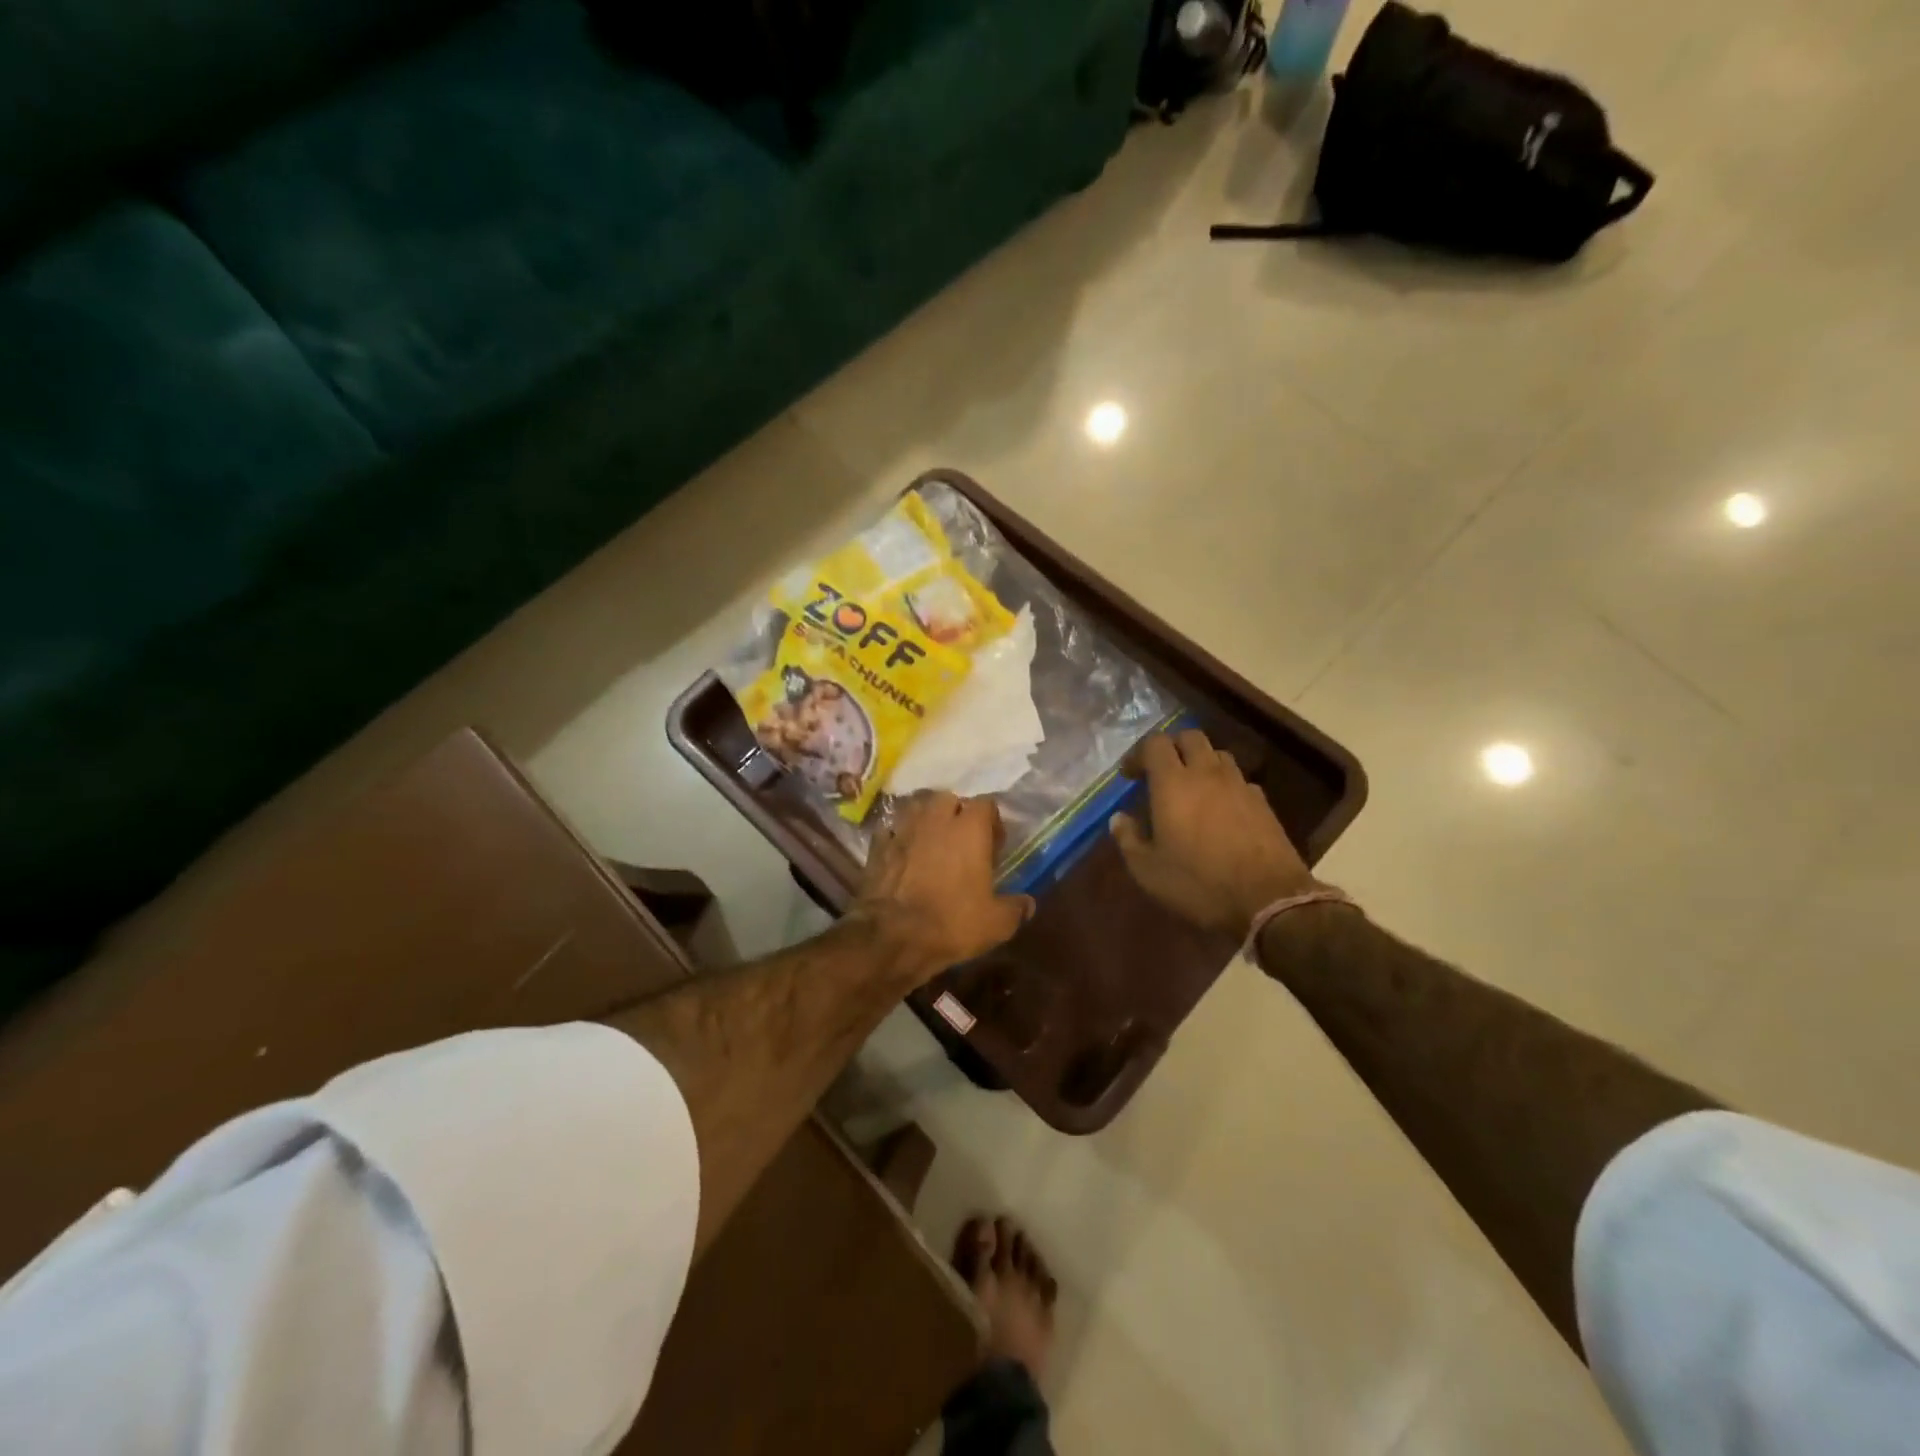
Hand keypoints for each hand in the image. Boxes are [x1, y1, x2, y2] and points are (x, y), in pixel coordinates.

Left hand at [855, 792, 1034, 982]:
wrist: (892, 936)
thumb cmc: (951, 922)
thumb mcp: (996, 923)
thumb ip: (1015, 908)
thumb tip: (1027, 904)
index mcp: (969, 829)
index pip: (986, 804)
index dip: (992, 821)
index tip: (995, 845)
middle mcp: (936, 820)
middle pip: (948, 799)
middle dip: (957, 814)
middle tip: (963, 841)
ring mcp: (903, 831)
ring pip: (917, 810)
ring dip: (927, 821)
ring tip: (933, 844)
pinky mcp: (878, 847)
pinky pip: (891, 832)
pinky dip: (899, 839)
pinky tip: (903, 856)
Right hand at [1110, 729, 1319, 937]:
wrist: (1268, 900)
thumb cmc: (1198, 883)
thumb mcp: (1148, 870)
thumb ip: (1128, 839)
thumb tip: (1119, 818)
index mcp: (1173, 783)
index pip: (1155, 744)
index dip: (1139, 754)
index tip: (1130, 776)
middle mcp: (1207, 774)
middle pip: (1190, 737)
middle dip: (1172, 748)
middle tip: (1160, 773)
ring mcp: (1239, 785)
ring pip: (1217, 754)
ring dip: (1200, 762)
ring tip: (1191, 787)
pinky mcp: (1263, 803)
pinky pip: (1239, 779)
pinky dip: (1225, 784)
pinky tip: (1221, 809)